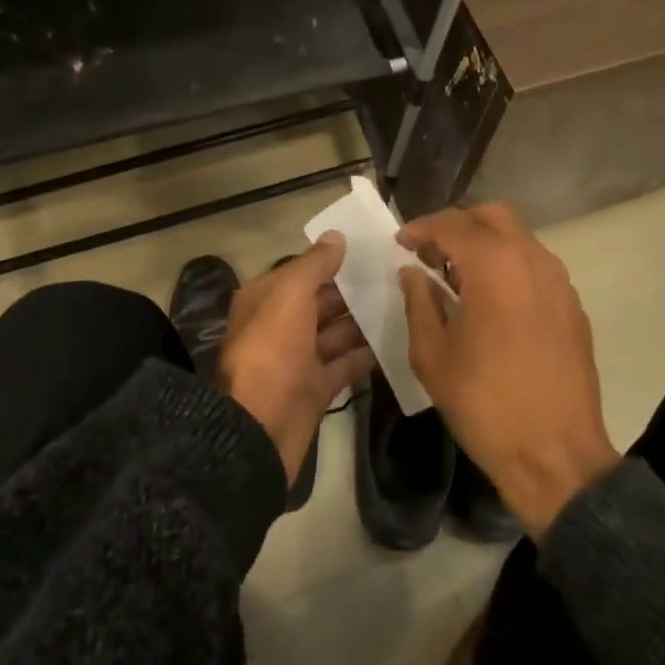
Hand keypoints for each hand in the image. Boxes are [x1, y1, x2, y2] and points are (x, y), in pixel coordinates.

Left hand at [219, 234, 374, 485]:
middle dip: (354, 290)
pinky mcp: (316, 388)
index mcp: (266, 298)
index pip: (302, 271)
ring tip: (404, 303)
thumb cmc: (271, 351)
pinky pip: (345, 364)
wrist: (259, 428)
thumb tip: (336, 236)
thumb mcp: (289, 296)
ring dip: (364, 320)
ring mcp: (299, 358)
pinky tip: (396, 340)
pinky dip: (366, 354)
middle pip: (321, 300)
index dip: (332, 260)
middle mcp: (280, 325)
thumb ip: (314, 265)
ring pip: (336, 332)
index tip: (371, 250)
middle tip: (397, 276)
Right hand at [398, 204, 616, 536]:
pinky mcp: (573, 305)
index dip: (420, 228)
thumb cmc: (485, 404)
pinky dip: (509, 265)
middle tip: (431, 251)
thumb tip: (413, 273)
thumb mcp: (432, 355)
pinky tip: (492, 300)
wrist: (556, 456)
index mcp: (494, 266)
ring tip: (458, 275)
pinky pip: (536, 265)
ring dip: (485, 243)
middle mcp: (531, 259)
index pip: (451, 224)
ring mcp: (559, 281)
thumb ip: (418, 302)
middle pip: (492, 215)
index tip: (401, 242)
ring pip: (518, 237)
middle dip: (457, 224)